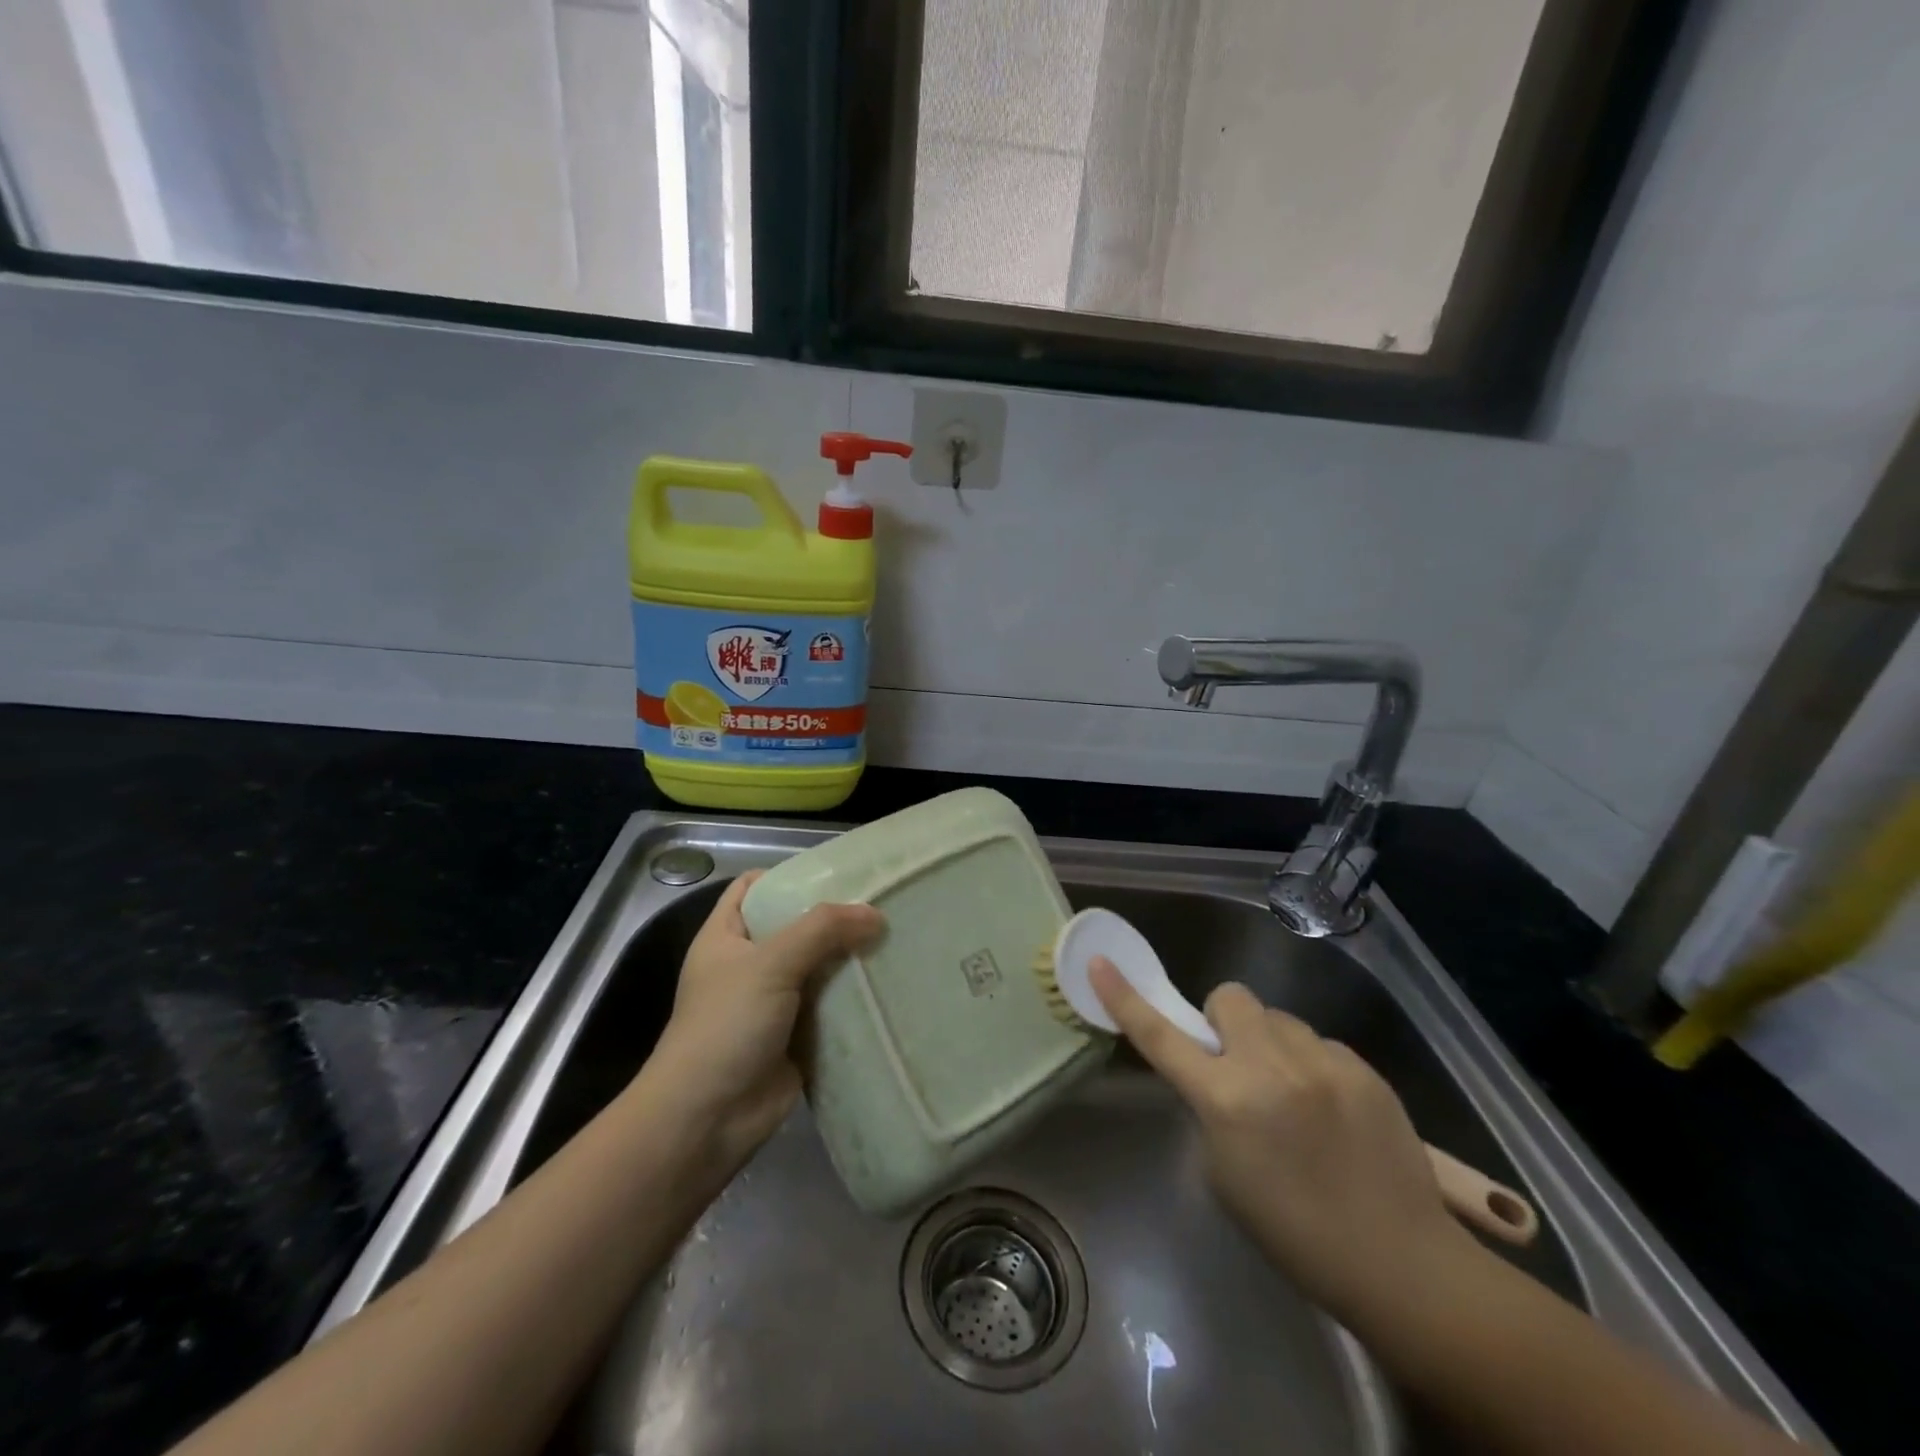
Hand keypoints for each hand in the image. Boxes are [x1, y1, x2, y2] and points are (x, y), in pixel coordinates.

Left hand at [643, 872, 883, 1168]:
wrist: (707, 1120)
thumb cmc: (726, 1026)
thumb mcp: (770, 963)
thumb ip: (823, 930)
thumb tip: (876, 914)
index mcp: (726, 936)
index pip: (755, 887)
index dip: (791, 876)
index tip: (839, 872)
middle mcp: (749, 964)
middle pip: (795, 926)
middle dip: (835, 917)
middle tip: (883, 903)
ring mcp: (773, 1002)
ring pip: (818, 966)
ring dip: (850, 958)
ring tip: (896, 937)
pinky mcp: (796, 1036)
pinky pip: (831, 1006)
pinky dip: (855, 996)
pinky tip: (890, 982)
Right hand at [1090, 960, 1471, 1325]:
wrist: (1399, 1263)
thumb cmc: (1294, 1234)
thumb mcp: (1223, 1173)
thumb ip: (1210, 1109)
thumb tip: (1217, 1075)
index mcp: (1227, 1100)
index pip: (1161, 1037)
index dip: (1125, 999)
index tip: (1100, 962)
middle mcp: (1270, 1066)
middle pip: (1230, 997)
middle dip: (1224, 1023)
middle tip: (1238, 1065)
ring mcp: (1322, 1061)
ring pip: (1277, 1018)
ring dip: (1271, 1044)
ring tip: (1295, 1095)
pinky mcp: (1362, 1067)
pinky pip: (1318, 1043)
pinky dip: (1311, 1064)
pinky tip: (1333, 1109)